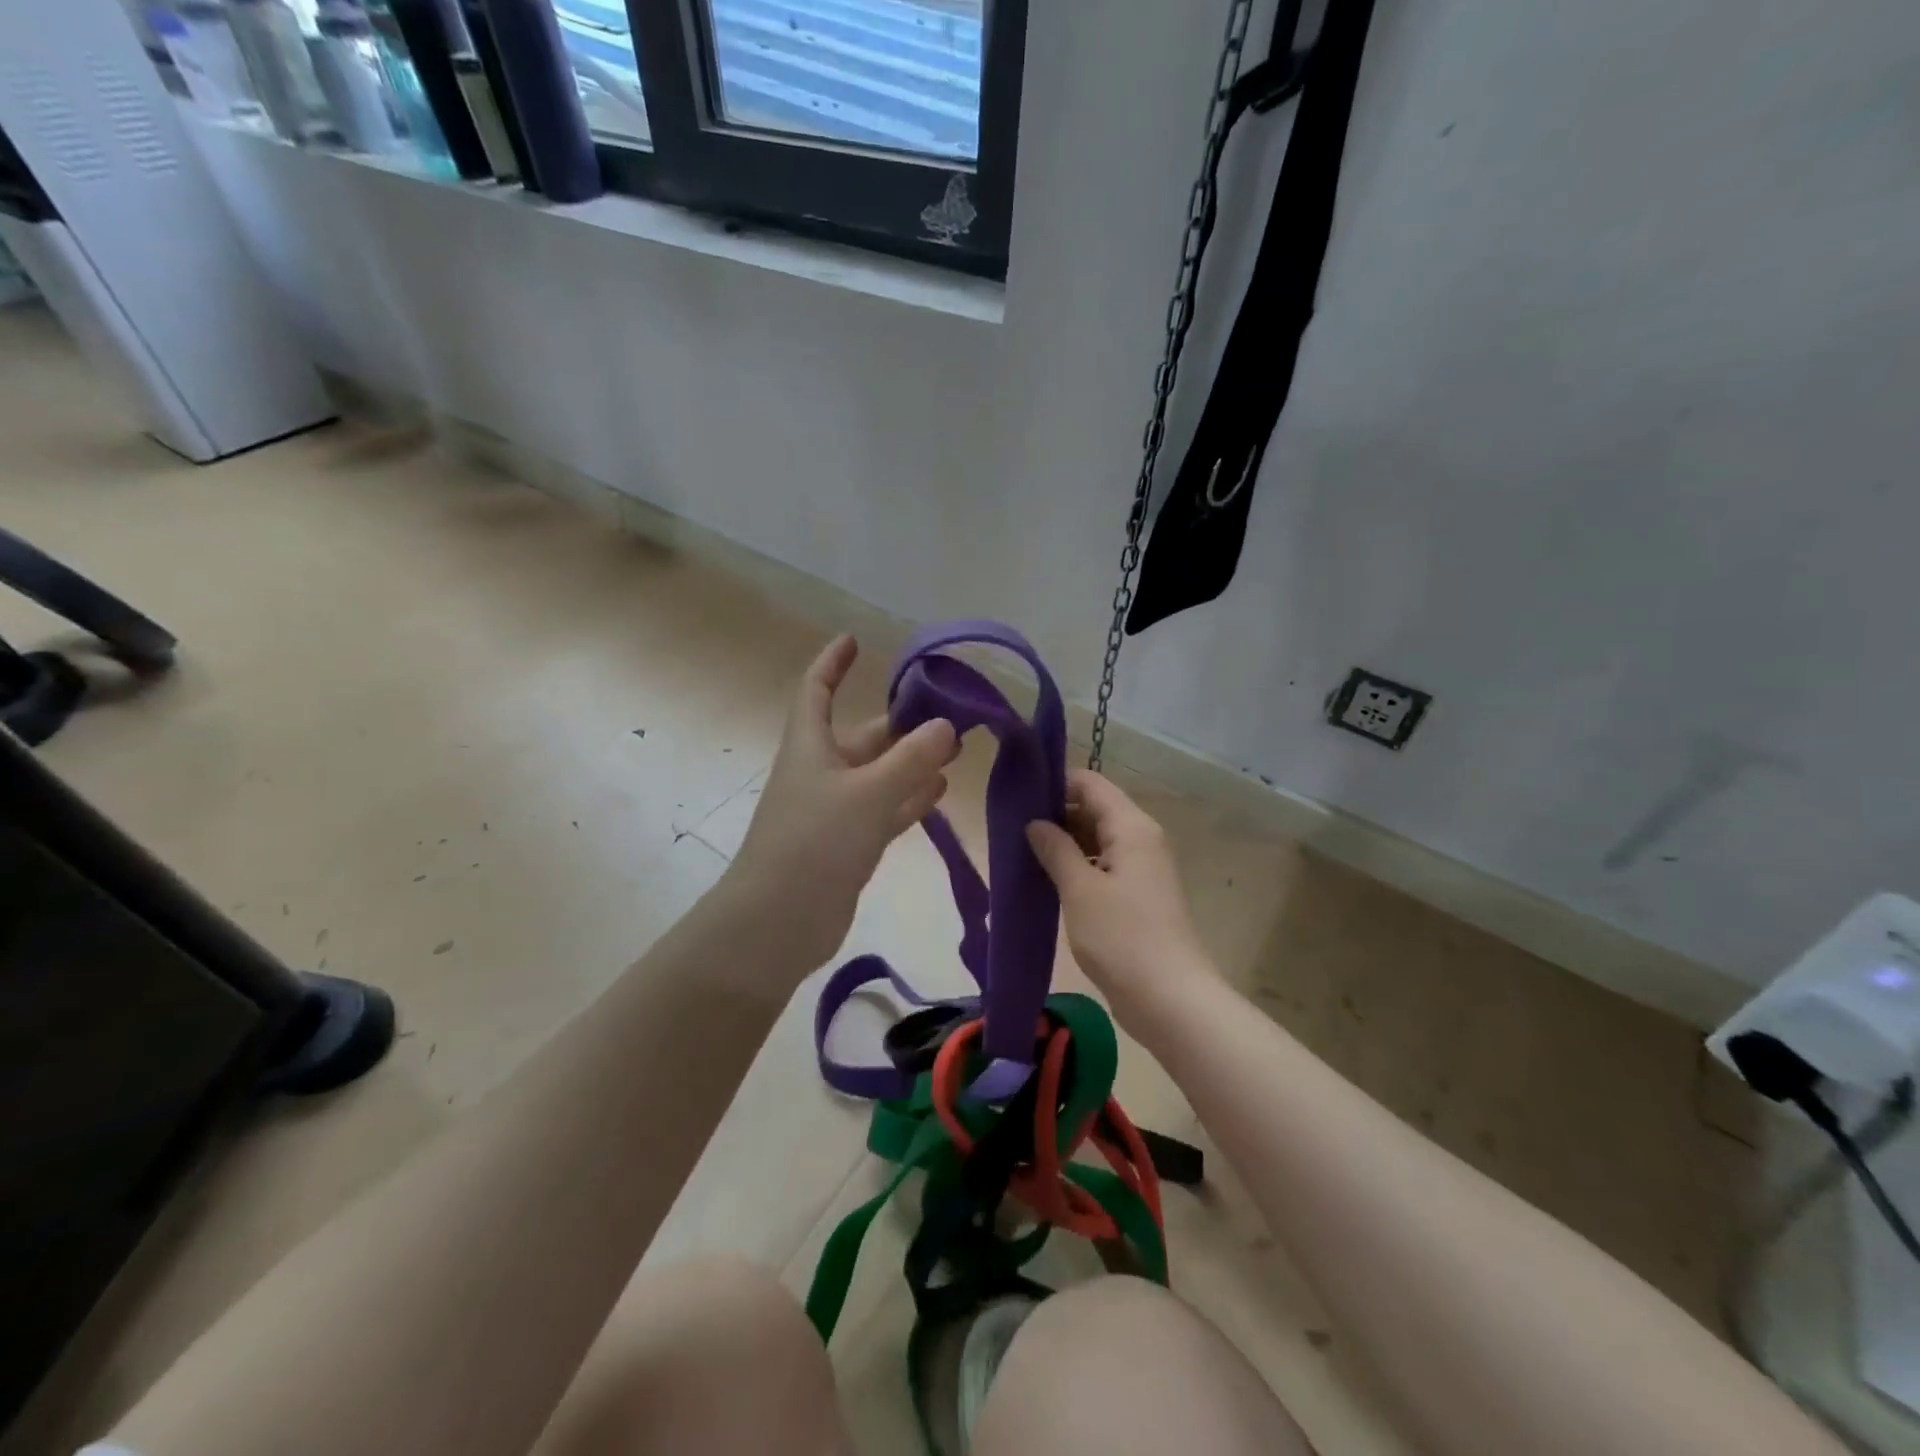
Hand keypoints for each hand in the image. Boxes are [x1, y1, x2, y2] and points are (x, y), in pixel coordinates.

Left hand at [728, 635, 957, 972]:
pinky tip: (940, 792)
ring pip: (879, 775)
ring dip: (912, 762)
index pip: (816, 690)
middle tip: (950, 714)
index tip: (855, 640)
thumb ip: (911, 760)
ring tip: (954, 750)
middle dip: (901, 724)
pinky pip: (884, 810)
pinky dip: (909, 799)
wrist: (777, 923)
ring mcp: (834, 811)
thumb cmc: (814, 843)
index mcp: (810, 746)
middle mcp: (821, 772)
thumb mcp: (868, 794)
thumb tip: (946, 725)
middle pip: (863, 736)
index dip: (832, 664)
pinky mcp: (847, 844)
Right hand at [1027, 770, 1217, 1027]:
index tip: (1018, 795)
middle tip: (1011, 828)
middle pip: (1095, 809)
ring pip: (1098, 839)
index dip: (1055, 784)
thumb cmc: (1122, 938)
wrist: (1171, 1000)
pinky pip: (1103, 866)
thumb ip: (1055, 848)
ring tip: (1022, 852)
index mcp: (1131, 827)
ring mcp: (1142, 868)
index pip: (1090, 784)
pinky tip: (1047, 880)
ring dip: (1064, 843)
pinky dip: (1077, 867)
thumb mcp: (1079, 889)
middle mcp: (1141, 839)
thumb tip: (1035, 822)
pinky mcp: (1138, 896)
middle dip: (1055, 815)